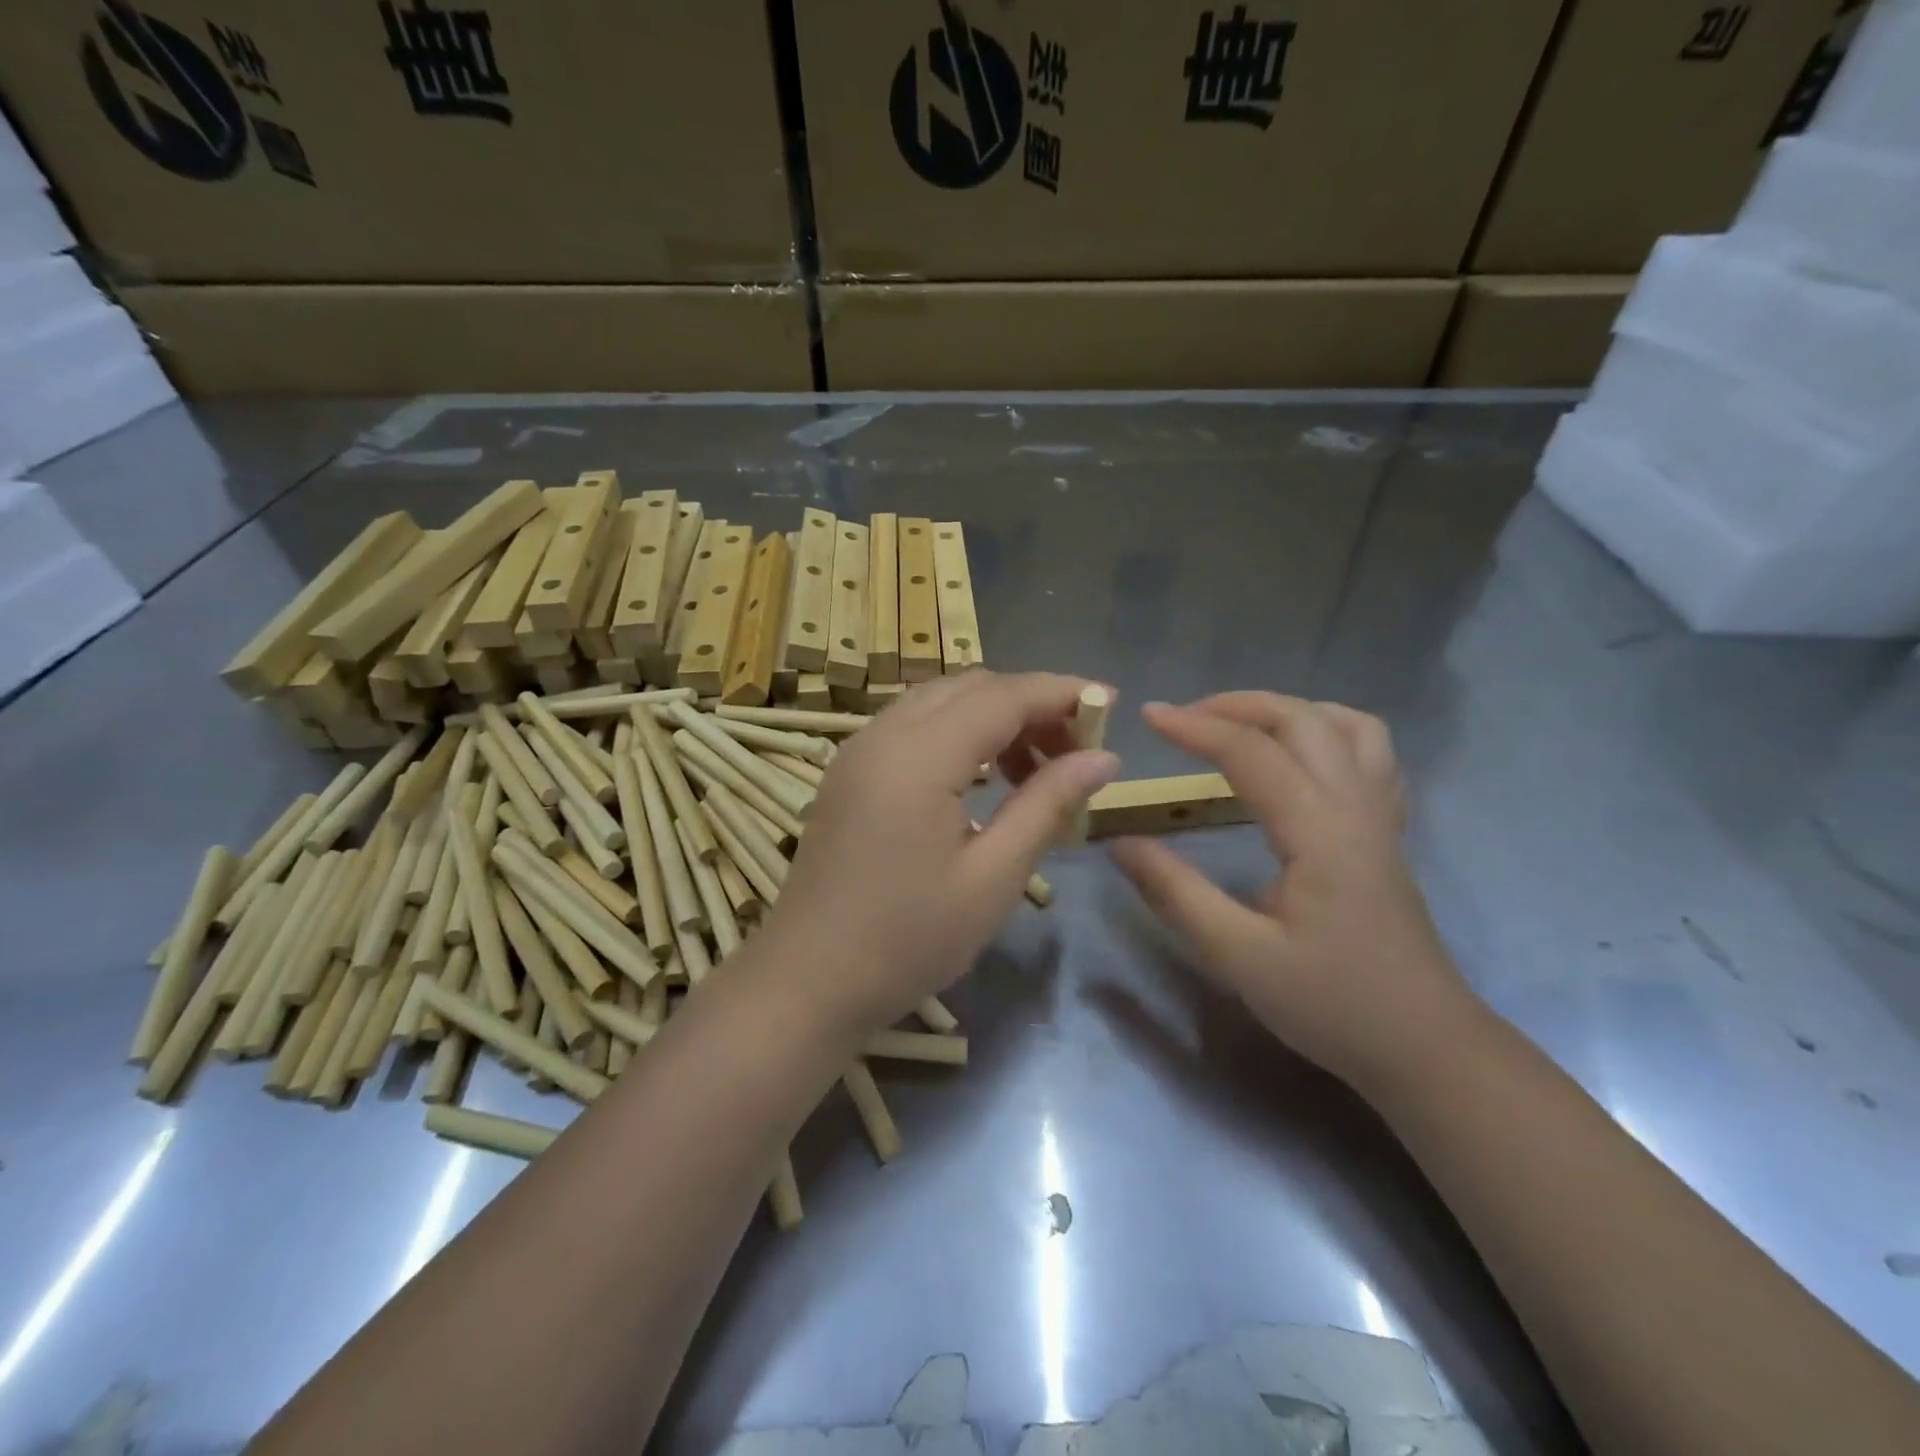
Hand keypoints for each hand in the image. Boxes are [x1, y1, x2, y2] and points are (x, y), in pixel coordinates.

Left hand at [766, 671, 1119, 1035]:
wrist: (808, 982)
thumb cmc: (908, 940)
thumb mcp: (993, 877)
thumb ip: (1047, 804)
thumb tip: (1103, 757)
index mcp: (919, 756)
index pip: (1003, 695)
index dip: (1061, 692)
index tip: (1109, 706)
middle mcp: (883, 734)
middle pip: (970, 687)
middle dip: (1029, 703)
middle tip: (1074, 750)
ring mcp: (858, 750)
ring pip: (939, 701)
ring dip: (993, 717)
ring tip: (1033, 771)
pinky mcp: (848, 772)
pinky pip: (912, 726)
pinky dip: (957, 733)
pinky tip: (980, 780)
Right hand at [1111, 694, 1478, 1094]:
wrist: (1424, 1047)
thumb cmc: (1331, 1004)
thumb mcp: (1238, 956)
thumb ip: (1175, 893)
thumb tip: (1120, 842)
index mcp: (1318, 832)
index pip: (1252, 753)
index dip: (1195, 728)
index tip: (1148, 716)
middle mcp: (1355, 808)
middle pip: (1303, 721)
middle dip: (1238, 705)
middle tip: (1184, 717)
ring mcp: (1380, 817)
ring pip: (1348, 726)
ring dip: (1288, 710)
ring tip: (1240, 724)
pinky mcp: (1388, 833)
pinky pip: (1371, 754)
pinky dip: (1329, 732)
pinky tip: (1300, 755)